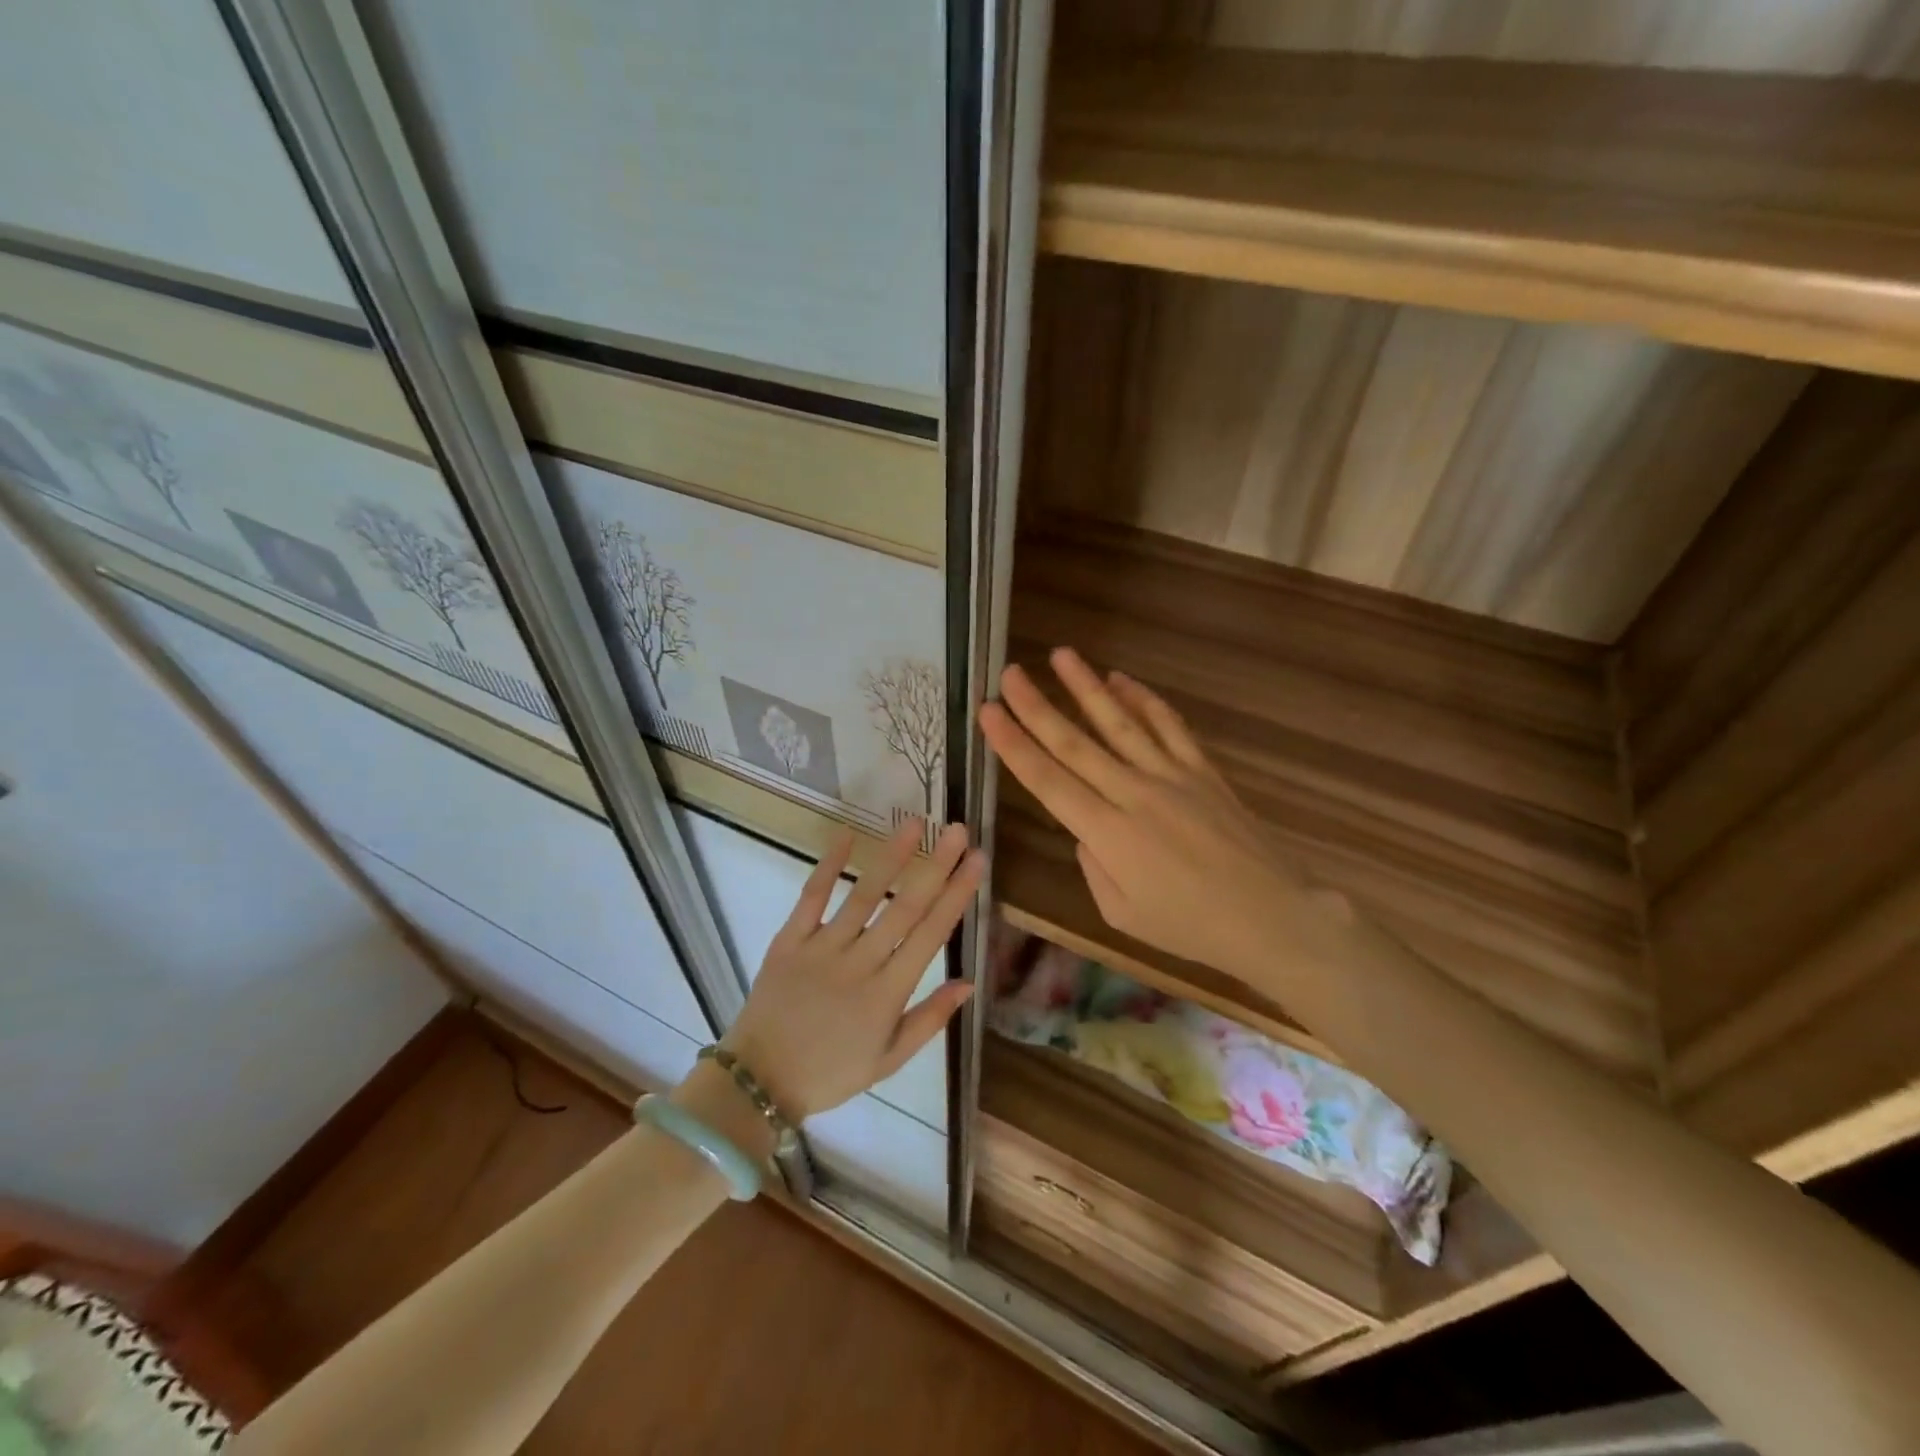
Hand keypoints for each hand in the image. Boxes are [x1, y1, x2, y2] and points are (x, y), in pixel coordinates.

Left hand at [718, 818, 982, 1120]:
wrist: (759, 1080)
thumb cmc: (831, 1072)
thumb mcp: (889, 1060)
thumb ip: (930, 1019)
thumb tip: (969, 982)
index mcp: (887, 993)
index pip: (931, 935)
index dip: (956, 895)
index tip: (977, 862)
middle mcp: (859, 963)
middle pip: (904, 907)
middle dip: (935, 866)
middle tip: (956, 830)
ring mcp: (822, 948)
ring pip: (863, 895)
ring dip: (890, 857)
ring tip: (913, 824)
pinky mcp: (789, 940)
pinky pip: (811, 897)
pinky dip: (828, 865)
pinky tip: (847, 835)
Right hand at [979, 648, 1323, 987]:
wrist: (1272, 917)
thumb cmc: (1190, 927)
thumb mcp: (1122, 915)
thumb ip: (1093, 867)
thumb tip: (1085, 831)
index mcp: (1108, 834)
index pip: (1048, 780)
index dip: (1013, 744)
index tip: (988, 712)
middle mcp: (1134, 794)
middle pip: (1076, 743)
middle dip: (1037, 706)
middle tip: (1010, 673)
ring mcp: (1172, 776)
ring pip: (1120, 722)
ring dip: (1086, 687)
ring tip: (1061, 655)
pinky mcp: (1203, 771)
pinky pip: (1169, 726)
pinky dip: (1144, 700)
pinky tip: (1122, 680)